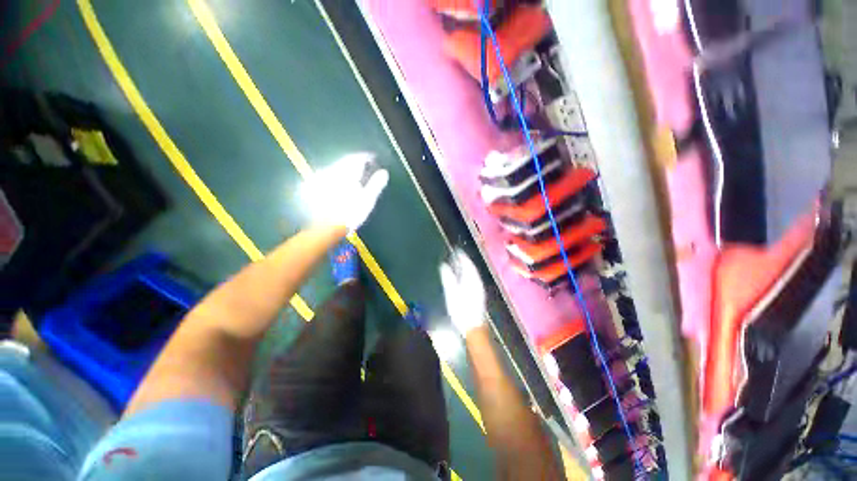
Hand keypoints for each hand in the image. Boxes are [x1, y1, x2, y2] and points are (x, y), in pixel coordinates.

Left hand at [299, 153, 389, 230]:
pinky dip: (336, 177)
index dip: (365, 158)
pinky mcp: (314, 187)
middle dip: (354, 163)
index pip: (356, 159)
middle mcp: (332, 172)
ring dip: (345, 169)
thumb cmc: (351, 214)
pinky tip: (339, 184)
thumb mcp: (367, 199)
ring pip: (336, 168)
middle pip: (345, 162)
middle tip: (364, 166)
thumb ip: (375, 184)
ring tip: (353, 175)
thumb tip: (384, 172)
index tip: (372, 159)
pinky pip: (327, 176)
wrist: (327, 227)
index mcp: (346, 173)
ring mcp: (321, 179)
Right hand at [439, 249, 487, 335]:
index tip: (457, 250)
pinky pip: (473, 279)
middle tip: (457, 254)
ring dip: (466, 267)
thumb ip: (448, 278)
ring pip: (473, 274)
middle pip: (471, 268)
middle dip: (464, 260)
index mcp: (471, 280)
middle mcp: (477, 282)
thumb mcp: (452, 293)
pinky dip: (468, 274)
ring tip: (459, 263)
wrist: (473, 326)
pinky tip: (463, 276)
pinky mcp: (478, 294)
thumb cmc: (461, 310)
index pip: (468, 264)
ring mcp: (479, 289)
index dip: (462, 256)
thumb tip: (443, 265)